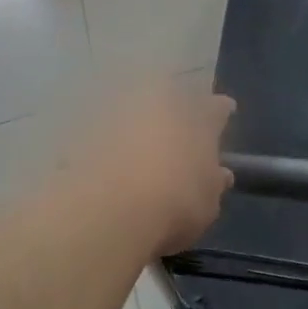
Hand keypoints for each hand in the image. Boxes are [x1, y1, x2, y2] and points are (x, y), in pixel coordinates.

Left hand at [72, 87, 235, 255]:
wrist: (108, 208)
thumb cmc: (175, 203)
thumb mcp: (207, 204)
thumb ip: (213, 184)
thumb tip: (219, 175)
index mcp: (198, 114)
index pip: (216, 108)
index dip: (220, 113)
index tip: (223, 115)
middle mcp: (158, 100)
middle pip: (172, 101)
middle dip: (175, 115)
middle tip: (177, 137)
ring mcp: (119, 110)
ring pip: (135, 113)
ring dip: (139, 128)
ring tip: (141, 153)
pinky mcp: (84, 128)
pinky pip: (104, 133)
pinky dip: (109, 145)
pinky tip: (111, 166)